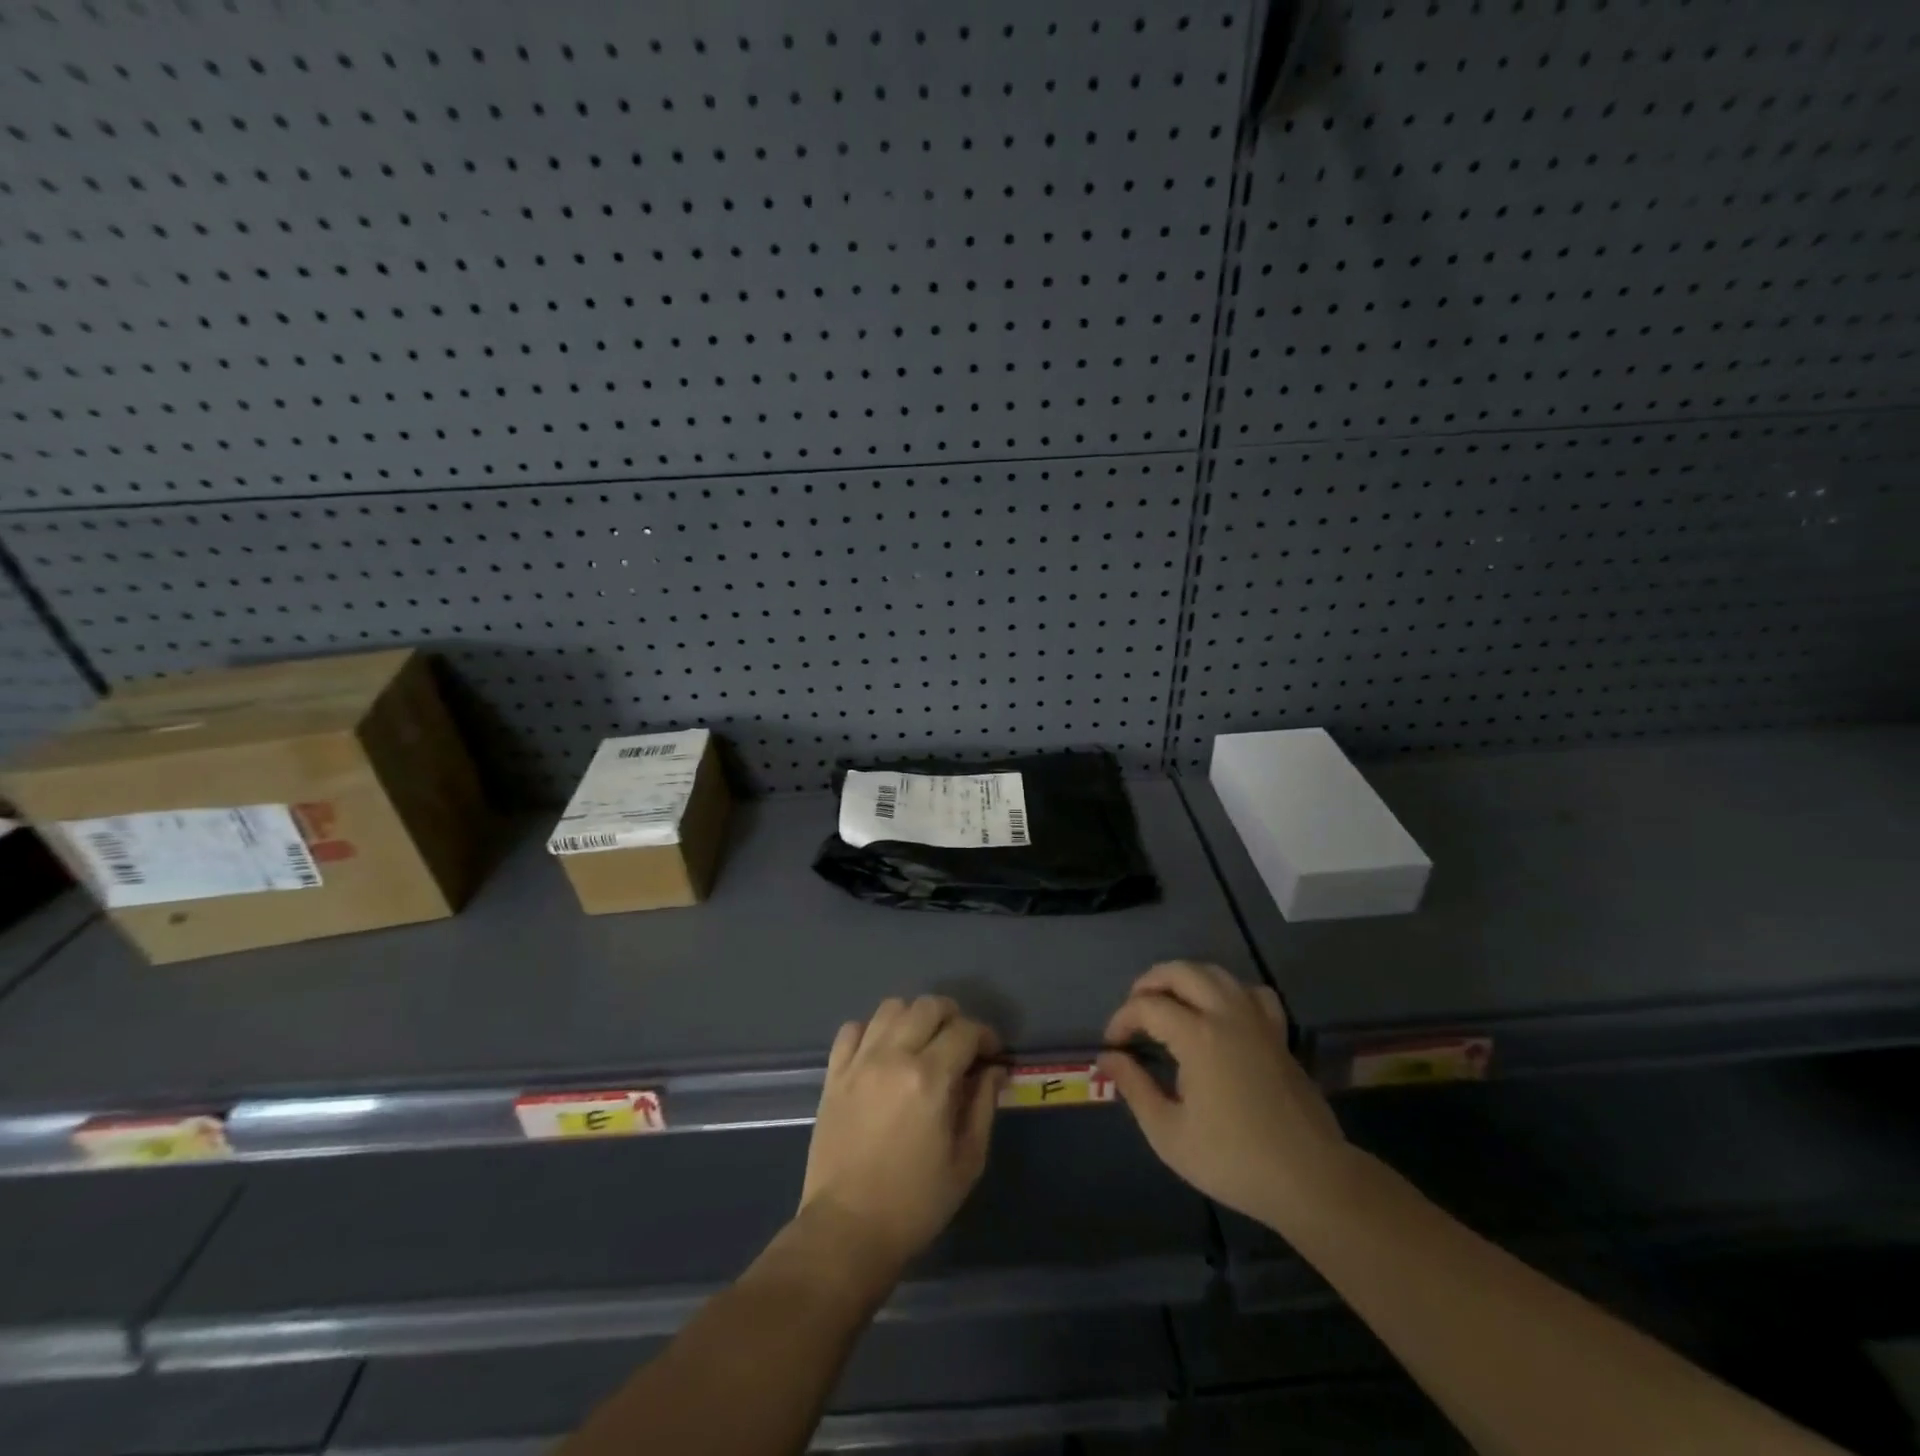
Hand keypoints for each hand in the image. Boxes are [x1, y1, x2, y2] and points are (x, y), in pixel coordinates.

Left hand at [799, 996, 1006, 1277]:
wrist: (847, 1230)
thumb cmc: (915, 1203)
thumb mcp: (966, 1161)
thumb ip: (983, 1106)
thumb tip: (994, 1070)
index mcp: (930, 1078)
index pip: (965, 1030)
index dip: (986, 1036)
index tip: (992, 1054)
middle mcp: (893, 1057)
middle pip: (928, 1006)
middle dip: (953, 1017)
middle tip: (961, 1044)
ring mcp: (859, 1062)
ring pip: (890, 1007)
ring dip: (914, 1017)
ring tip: (922, 1042)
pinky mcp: (834, 1074)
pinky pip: (852, 1029)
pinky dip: (872, 1031)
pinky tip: (882, 1053)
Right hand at [1098, 961, 1349, 1226]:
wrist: (1310, 1180)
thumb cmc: (1233, 1160)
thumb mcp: (1169, 1133)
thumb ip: (1134, 1088)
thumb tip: (1107, 1058)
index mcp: (1198, 1036)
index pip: (1148, 1006)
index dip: (1123, 1019)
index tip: (1113, 1044)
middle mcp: (1227, 1015)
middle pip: (1181, 972)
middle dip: (1149, 983)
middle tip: (1134, 1010)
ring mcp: (1257, 1020)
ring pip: (1216, 973)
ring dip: (1185, 979)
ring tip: (1169, 1002)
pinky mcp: (1278, 1034)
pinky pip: (1251, 991)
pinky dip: (1229, 990)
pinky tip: (1220, 1011)